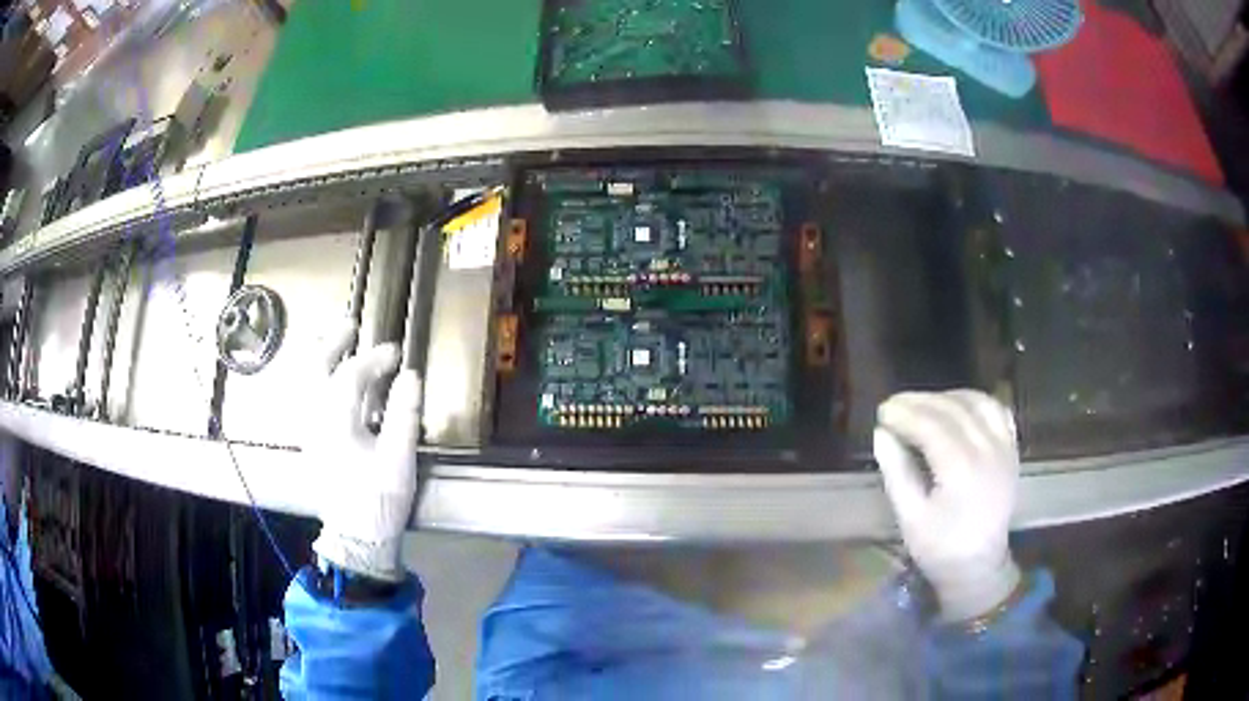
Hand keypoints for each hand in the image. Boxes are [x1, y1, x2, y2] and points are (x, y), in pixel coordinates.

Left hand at [306, 323, 421, 581]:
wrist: (355, 538)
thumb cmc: (378, 500)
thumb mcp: (398, 460)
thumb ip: (403, 414)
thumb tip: (411, 375)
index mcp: (336, 421)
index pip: (352, 375)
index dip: (374, 359)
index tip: (396, 352)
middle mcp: (315, 420)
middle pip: (314, 369)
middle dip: (331, 344)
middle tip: (349, 327)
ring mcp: (309, 431)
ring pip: (305, 383)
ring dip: (319, 358)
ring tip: (335, 344)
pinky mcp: (311, 443)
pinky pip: (307, 398)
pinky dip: (317, 380)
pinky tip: (329, 381)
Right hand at [874, 390, 1020, 621]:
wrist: (979, 567)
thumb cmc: (940, 548)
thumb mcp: (910, 517)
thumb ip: (897, 472)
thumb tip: (881, 434)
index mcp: (961, 470)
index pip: (931, 425)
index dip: (904, 413)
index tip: (882, 411)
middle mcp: (987, 450)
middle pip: (952, 409)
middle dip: (920, 401)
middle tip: (894, 405)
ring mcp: (1004, 448)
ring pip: (977, 403)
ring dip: (948, 397)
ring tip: (924, 405)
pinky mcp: (1012, 451)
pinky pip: (998, 412)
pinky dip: (976, 402)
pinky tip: (959, 408)